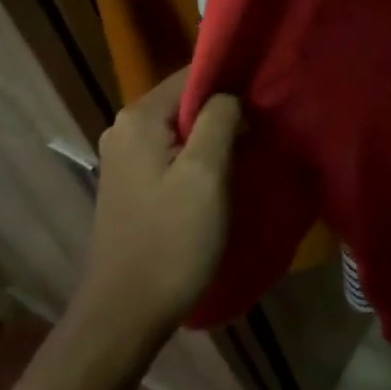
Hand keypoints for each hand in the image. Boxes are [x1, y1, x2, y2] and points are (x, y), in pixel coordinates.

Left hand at [69, 67, 242, 343]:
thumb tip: (230, 95)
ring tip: (250, 152)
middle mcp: (125, 128)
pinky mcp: (132, 184)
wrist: (126, 314)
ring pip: (182, 129)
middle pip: (186, 101)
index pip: (192, 74)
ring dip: (216, 137)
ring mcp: (125, 158)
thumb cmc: (171, 240)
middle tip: (263, 130)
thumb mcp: (206, 173)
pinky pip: (173, 153)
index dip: (232, 81)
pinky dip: (199, 157)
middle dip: (225, 111)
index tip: (266, 99)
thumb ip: (220, 119)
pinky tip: (222, 176)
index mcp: (139, 118)